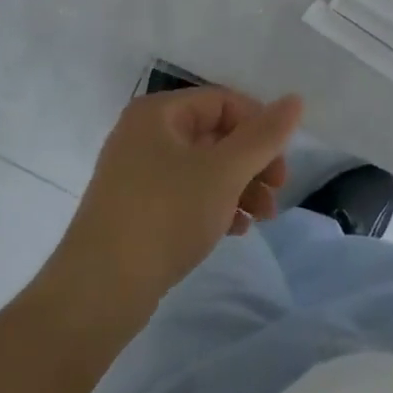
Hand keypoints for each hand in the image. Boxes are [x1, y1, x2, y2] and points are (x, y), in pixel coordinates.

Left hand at [45, 87, 303, 317]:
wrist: (98, 293)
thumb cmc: (164, 216)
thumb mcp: (223, 173)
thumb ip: (263, 137)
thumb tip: (295, 100)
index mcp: (158, 112)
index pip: (222, 101)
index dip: (258, 126)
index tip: (281, 163)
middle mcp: (144, 134)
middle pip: (214, 134)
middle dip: (252, 163)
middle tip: (277, 193)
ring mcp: (137, 173)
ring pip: (202, 167)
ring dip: (239, 187)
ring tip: (263, 218)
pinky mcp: (136, 209)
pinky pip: (186, 193)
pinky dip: (214, 205)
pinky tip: (235, 230)